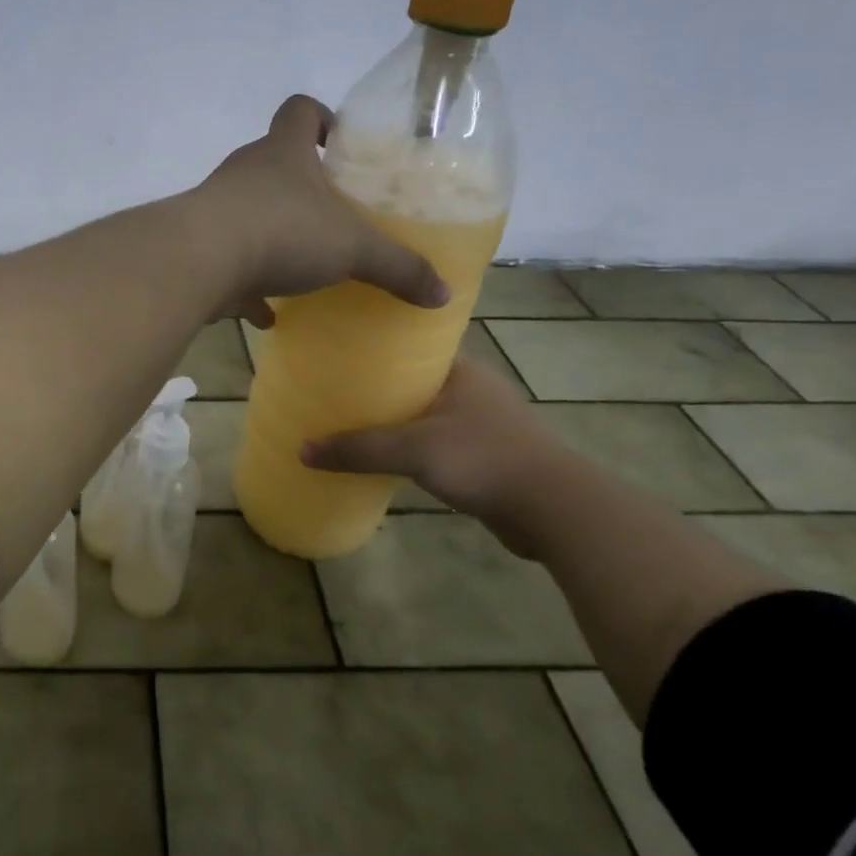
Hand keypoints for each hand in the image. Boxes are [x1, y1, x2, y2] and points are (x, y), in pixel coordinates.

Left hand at [193, 95, 447, 325]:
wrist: (197, 262)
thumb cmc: (282, 232)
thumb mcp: (352, 248)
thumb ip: (397, 267)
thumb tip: (443, 293)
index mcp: (282, 153)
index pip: (299, 110)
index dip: (320, 117)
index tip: (340, 143)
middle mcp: (245, 171)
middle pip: (273, 163)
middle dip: (301, 186)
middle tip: (331, 214)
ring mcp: (215, 208)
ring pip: (248, 213)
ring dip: (272, 235)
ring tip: (302, 266)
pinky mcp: (196, 246)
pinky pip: (227, 261)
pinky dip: (246, 284)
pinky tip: (265, 313)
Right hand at [300, 357, 568, 535]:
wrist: (553, 510)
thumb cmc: (484, 458)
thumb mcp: (413, 450)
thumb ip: (359, 449)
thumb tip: (302, 450)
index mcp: (460, 369)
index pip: (410, 346)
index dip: (374, 348)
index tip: (338, 353)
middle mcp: (472, 388)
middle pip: (412, 381)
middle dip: (377, 387)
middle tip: (333, 389)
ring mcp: (481, 422)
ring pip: (423, 413)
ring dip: (393, 419)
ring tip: (348, 422)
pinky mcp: (484, 455)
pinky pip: (434, 442)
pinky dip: (410, 446)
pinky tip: (383, 457)